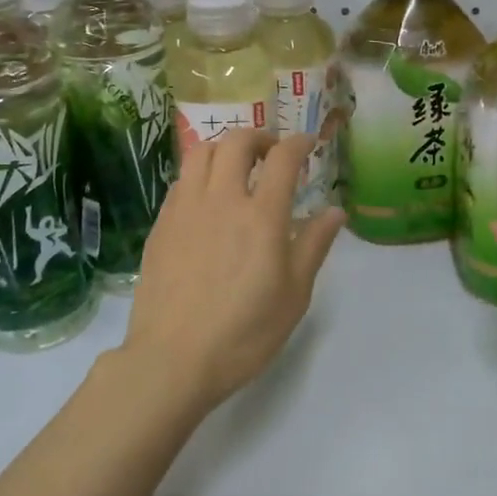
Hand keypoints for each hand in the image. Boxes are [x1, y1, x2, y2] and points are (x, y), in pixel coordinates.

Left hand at [124, 130, 344, 412]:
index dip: (299, 143)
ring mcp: (185, 208)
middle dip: (259, 137)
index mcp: (261, 216)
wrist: (172, 359)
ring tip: (235, 166)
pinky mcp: (161, 224)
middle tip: (271, 152)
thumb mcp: (294, 295)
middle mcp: (221, 199)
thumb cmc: (243, 333)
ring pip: (201, 152)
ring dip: (224, 148)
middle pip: (237, 142)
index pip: (282, 158)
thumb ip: (314, 245)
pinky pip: (181, 180)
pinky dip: (200, 173)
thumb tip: (335, 211)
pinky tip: (206, 197)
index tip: (307, 143)